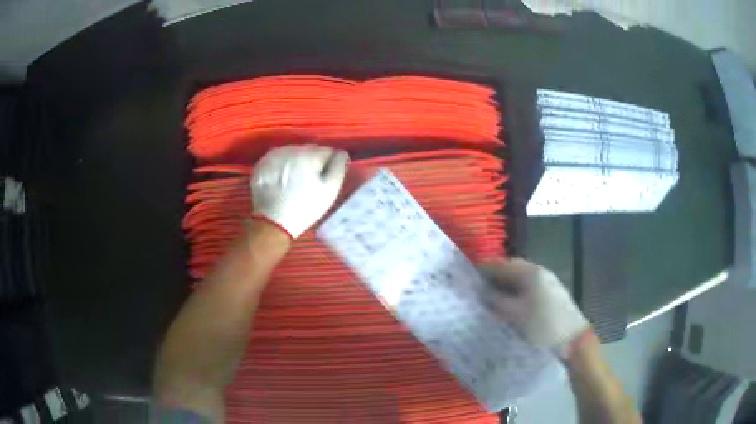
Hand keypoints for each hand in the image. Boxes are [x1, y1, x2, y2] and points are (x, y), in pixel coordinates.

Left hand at [251, 145, 348, 238]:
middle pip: (309, 150)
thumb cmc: (306, 207)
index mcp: (309, 153)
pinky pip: (277, 159)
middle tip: (311, 181)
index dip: (330, 164)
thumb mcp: (330, 189)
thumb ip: (338, 166)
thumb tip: (341, 153)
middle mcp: (290, 149)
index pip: (327, 151)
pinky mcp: (262, 164)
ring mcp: (274, 155)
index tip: (327, 177)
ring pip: (292, 153)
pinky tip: (282, 180)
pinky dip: (282, 166)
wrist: (273, 222)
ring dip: (297, 162)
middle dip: (313, 161)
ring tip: (295, 181)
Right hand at [479, 258, 590, 358]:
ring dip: (505, 287)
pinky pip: (527, 291)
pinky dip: (515, 295)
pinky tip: (508, 306)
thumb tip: (483, 293)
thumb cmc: (543, 325)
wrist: (572, 341)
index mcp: (532, 273)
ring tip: (489, 298)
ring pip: (520, 282)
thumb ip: (497, 301)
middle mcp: (541, 274)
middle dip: (495, 278)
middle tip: (477, 288)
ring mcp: (547, 285)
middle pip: (513, 270)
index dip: (486, 269)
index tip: (469, 276)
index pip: (504, 264)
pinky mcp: (550, 297)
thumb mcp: (516, 314)